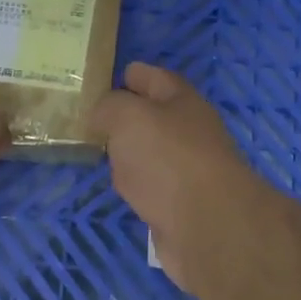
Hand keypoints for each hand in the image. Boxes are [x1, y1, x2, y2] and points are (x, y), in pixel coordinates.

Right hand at [89, 62, 270, 293]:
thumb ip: (110, 107)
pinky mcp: (180, 205)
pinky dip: (136, 184)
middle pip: (156, 116)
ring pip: (152, 152)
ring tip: (101, 149)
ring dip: (130, 151)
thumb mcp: (129, 116)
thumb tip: (102, 114)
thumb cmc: (167, 157)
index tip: (112, 74)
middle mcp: (190, 132)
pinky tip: (120, 186)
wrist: (207, 225)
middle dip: (129, 113)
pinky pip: (151, 185)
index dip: (135, 74)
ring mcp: (187, 170)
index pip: (156, 78)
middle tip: (93, 115)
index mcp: (183, 102)